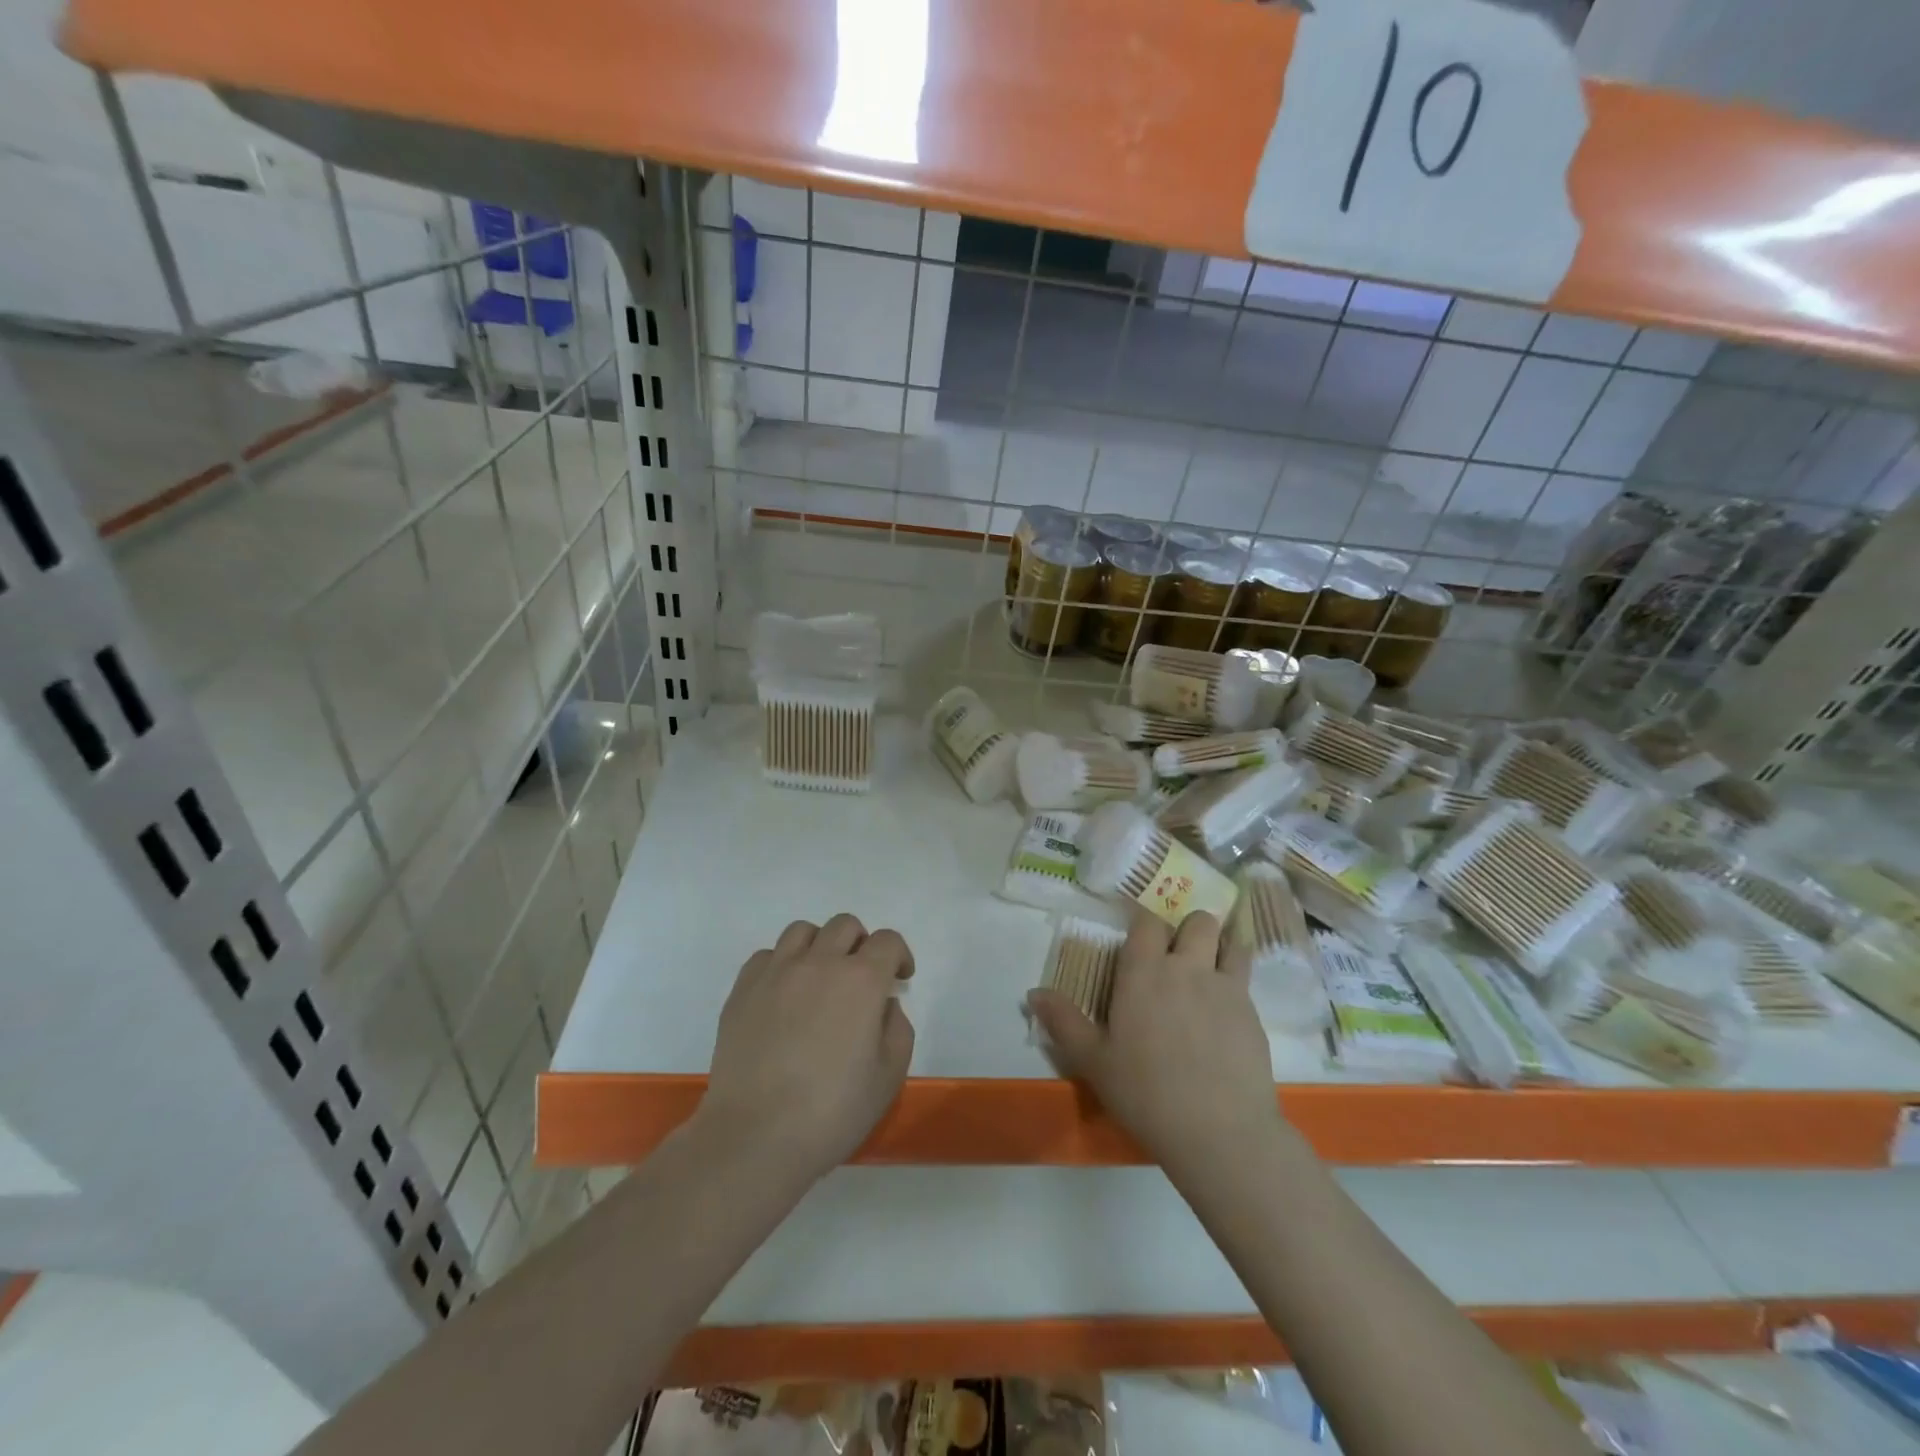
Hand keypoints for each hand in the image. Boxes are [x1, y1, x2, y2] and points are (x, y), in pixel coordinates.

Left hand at [694, 914, 915, 1185]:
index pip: (887, 941)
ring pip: (803, 931)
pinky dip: (782, 964)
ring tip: (819, 979)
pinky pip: (767, 956)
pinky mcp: (743, 989)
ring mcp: (776, 972)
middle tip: (861, 979)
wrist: (756, 1136)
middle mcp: (819, 963)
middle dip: (861, 945)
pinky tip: (784, 995)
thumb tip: (882, 1006)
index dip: (899, 955)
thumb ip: (897, 1028)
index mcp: (861, 980)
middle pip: (845, 926)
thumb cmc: (832, 1111)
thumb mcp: (889, 1076)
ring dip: (820, 946)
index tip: (898, 980)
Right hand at [1026, 910, 1278, 1176]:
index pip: (1148, 921)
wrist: (1219, 1132)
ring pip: (1231, 943)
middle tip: (1178, 954)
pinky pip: (1246, 980)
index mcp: (1144, 972)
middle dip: (1190, 928)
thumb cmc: (1145, 1093)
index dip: (1145, 923)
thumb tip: (1033, 992)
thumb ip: (1063, 1021)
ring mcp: (1226, 988)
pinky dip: (1237, 982)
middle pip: (1198, 921)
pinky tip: (1226, 1012)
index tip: (1140, 936)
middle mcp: (1187, 968)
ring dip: (1221, 946)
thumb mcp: (1093, 1061)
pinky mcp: (1253, 1014)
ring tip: (1211, 967)